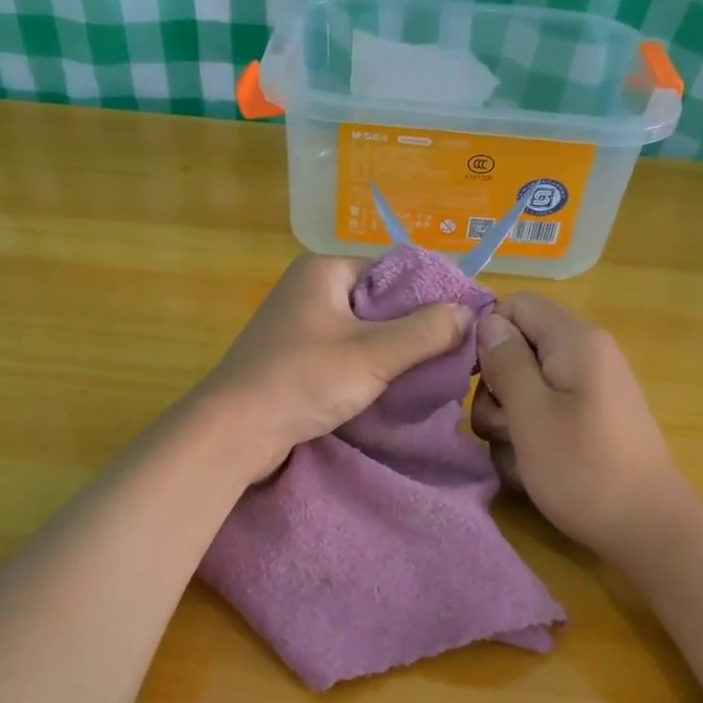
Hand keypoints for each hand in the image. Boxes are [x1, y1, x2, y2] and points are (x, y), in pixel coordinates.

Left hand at [199, 254, 474, 478]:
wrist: (234, 432)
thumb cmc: (302, 381)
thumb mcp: (373, 355)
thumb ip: (425, 332)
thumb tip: (469, 312)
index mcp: (323, 270)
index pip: (393, 270)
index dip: (430, 295)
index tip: (463, 324)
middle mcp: (308, 289)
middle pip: (379, 302)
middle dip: (413, 329)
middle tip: (450, 356)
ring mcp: (298, 325)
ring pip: (362, 332)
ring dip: (392, 353)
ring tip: (428, 375)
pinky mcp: (293, 358)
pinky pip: (343, 354)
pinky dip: (367, 369)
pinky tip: (391, 390)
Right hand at [471, 293, 688, 561]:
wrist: (646, 529)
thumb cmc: (583, 469)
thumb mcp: (531, 414)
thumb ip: (506, 362)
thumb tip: (488, 323)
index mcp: (575, 341)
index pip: (515, 305)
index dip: (487, 335)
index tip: (474, 378)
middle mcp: (585, 356)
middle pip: (517, 350)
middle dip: (496, 391)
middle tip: (503, 427)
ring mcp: (588, 391)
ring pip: (524, 390)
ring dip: (508, 423)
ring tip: (519, 457)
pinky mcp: (587, 421)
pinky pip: (543, 416)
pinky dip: (529, 441)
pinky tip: (532, 471)